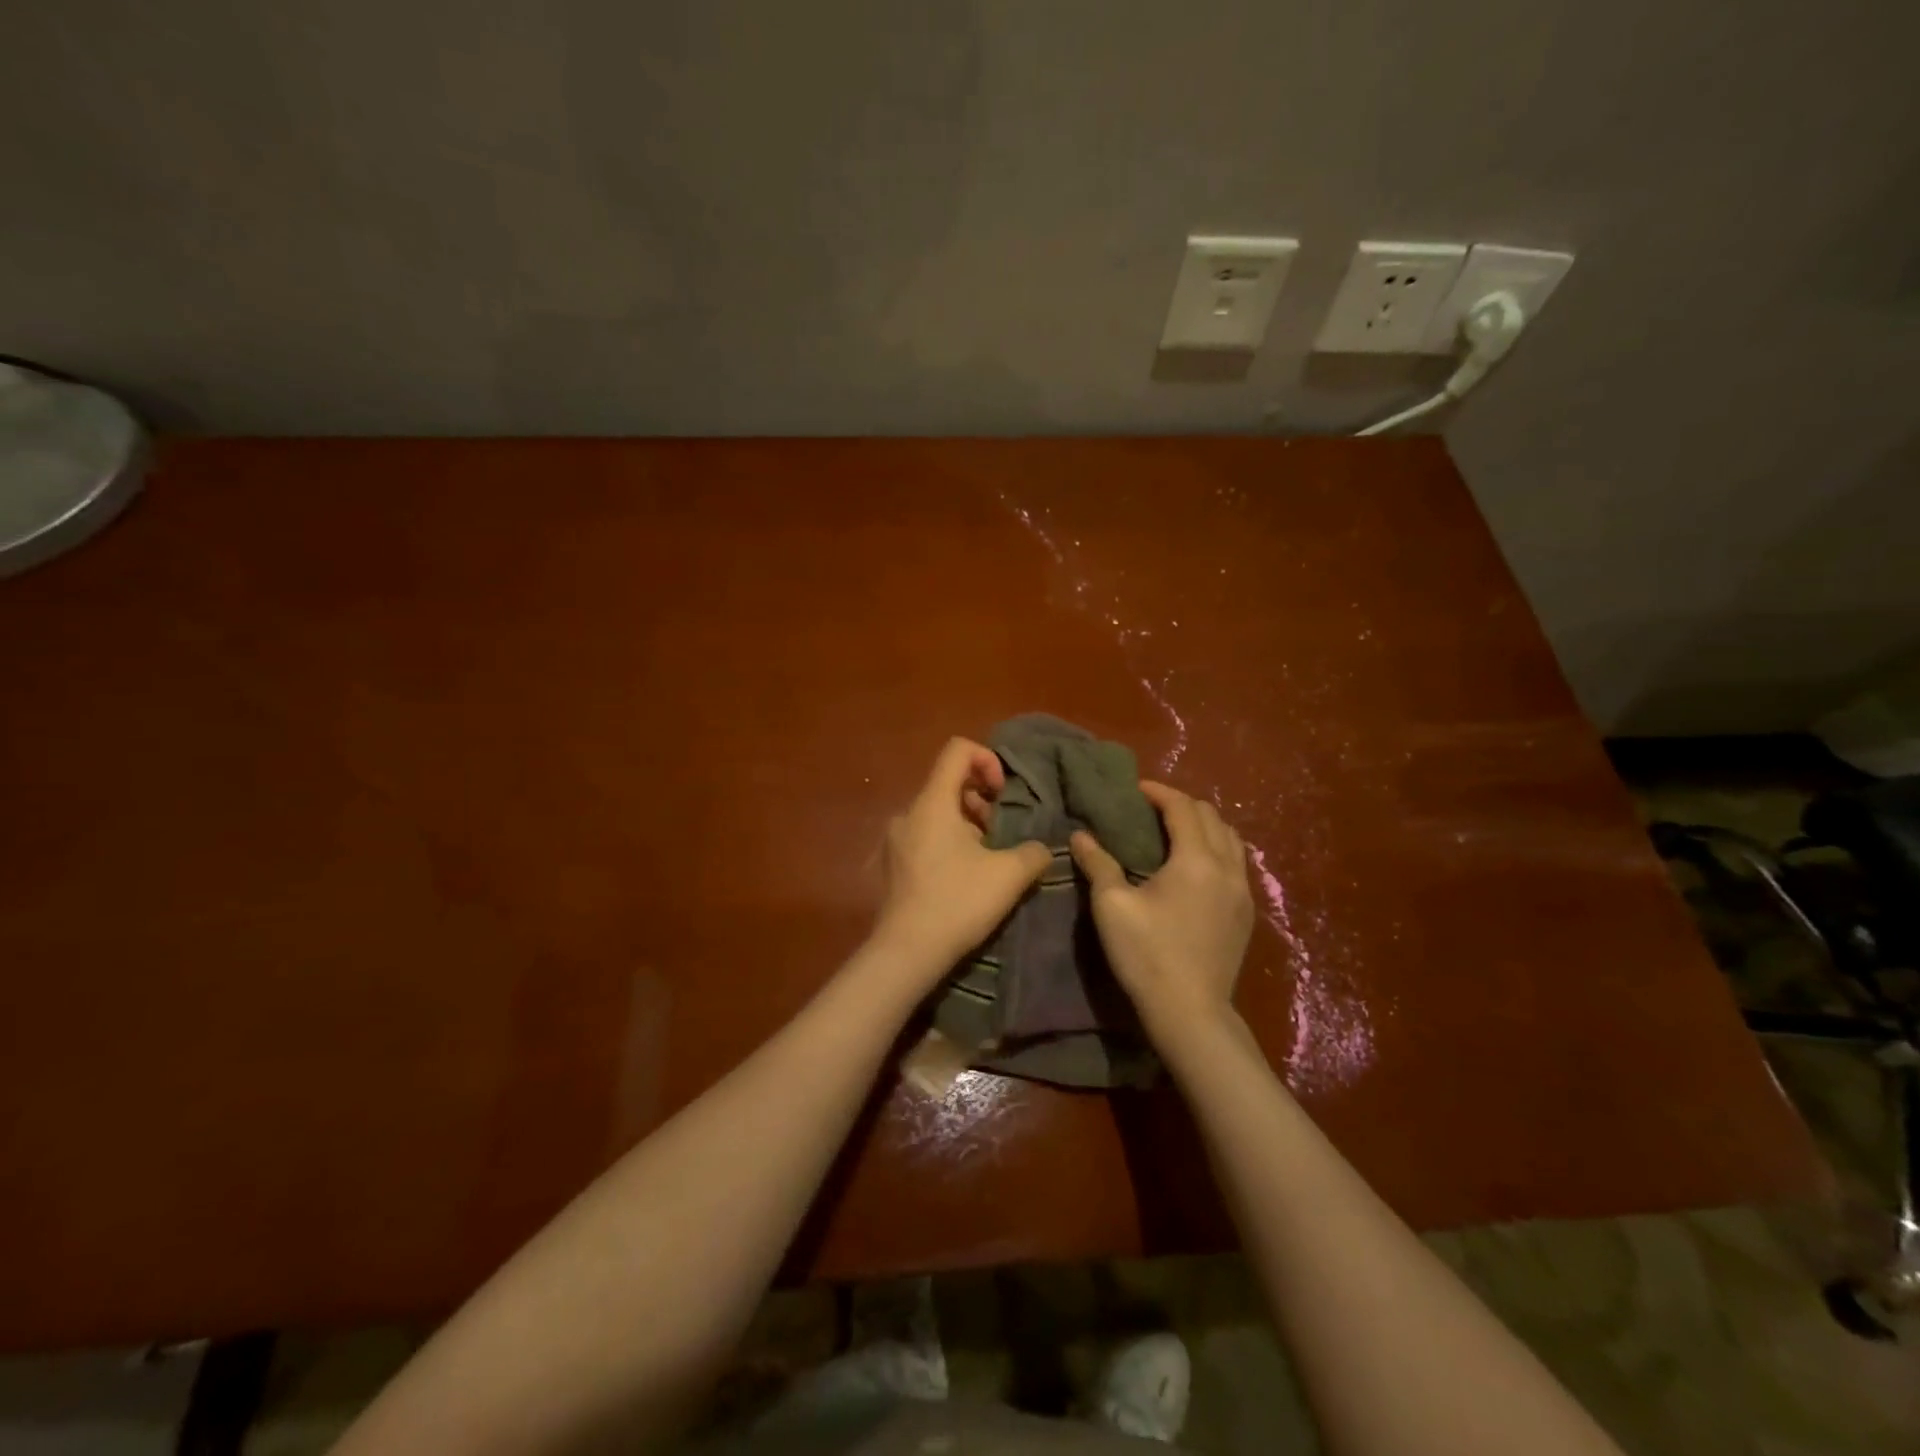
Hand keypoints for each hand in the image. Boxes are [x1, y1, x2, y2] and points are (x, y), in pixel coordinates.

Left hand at [872, 738, 1051, 978]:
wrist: (906, 952)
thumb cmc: (958, 902)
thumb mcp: (1008, 876)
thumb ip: (1033, 853)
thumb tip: (1042, 849)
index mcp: (932, 803)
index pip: (957, 750)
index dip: (987, 759)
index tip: (1003, 793)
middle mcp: (908, 813)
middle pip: (948, 783)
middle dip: (981, 800)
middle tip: (1001, 832)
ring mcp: (895, 840)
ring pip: (937, 814)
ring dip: (966, 825)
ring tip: (987, 859)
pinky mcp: (891, 865)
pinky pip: (923, 838)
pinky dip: (947, 844)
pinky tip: (962, 878)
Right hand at [1070, 782, 1253, 1039]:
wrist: (1191, 1013)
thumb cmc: (1147, 955)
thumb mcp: (1112, 906)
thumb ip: (1098, 864)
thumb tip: (1080, 835)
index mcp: (1196, 860)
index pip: (1183, 807)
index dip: (1159, 792)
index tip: (1136, 789)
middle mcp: (1227, 868)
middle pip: (1212, 817)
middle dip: (1182, 805)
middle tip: (1151, 808)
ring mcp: (1242, 892)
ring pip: (1231, 839)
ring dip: (1204, 826)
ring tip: (1175, 832)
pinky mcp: (1246, 914)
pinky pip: (1237, 864)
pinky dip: (1217, 849)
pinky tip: (1196, 867)